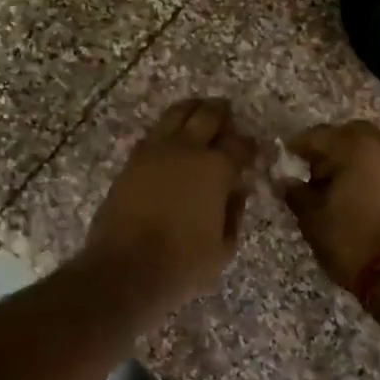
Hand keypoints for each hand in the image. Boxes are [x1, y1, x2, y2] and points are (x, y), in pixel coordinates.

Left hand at [81, 98, 256, 315]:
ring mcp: (154, 151)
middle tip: (228, 113)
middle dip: (221, 112)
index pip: (240, 144)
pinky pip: (153, 133)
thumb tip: (236, 191)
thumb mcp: (223, 248)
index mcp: (215, 169)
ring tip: (199, 111)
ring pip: (176, 114)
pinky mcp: (131, 161)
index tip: (254, 149)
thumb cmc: (182, 264)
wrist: (124, 269)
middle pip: (207, 115)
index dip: (250, 145)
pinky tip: (171, 136)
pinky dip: (167, 129)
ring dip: (192, 109)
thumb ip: (234, 214)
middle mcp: (186, 150)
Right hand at [278, 120, 379, 290]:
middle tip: (313, 173)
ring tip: (336, 187)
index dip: (296, 147)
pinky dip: (370, 172)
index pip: (316, 135)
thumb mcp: (313, 219)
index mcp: (353, 147)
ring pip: (370, 148)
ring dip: (352, 159)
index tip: (284, 161)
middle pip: (348, 135)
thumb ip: (296, 193)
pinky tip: (357, 196)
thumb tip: (284, 181)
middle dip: (329, 149)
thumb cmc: (351, 239)